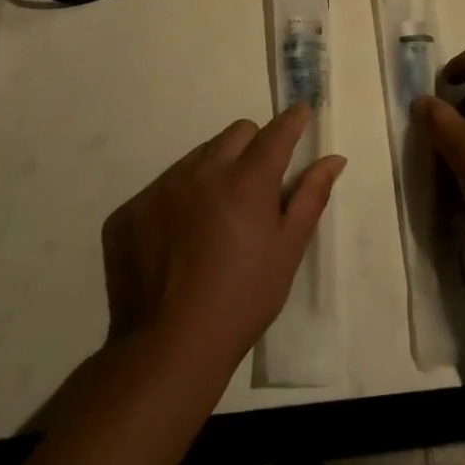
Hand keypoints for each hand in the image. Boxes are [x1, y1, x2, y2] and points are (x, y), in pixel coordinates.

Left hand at [101, 105, 343, 371]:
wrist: (166, 349)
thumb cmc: (241, 300)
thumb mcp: (287, 251)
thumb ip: (311, 197)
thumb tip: (334, 159)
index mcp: (247, 179)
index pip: (276, 132)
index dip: (292, 121)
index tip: (299, 115)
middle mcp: (203, 170)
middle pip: (236, 134)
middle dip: (252, 146)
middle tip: (256, 184)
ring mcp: (162, 187)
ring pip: (198, 156)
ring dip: (213, 171)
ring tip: (214, 218)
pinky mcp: (131, 209)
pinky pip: (162, 187)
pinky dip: (177, 200)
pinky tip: (178, 239)